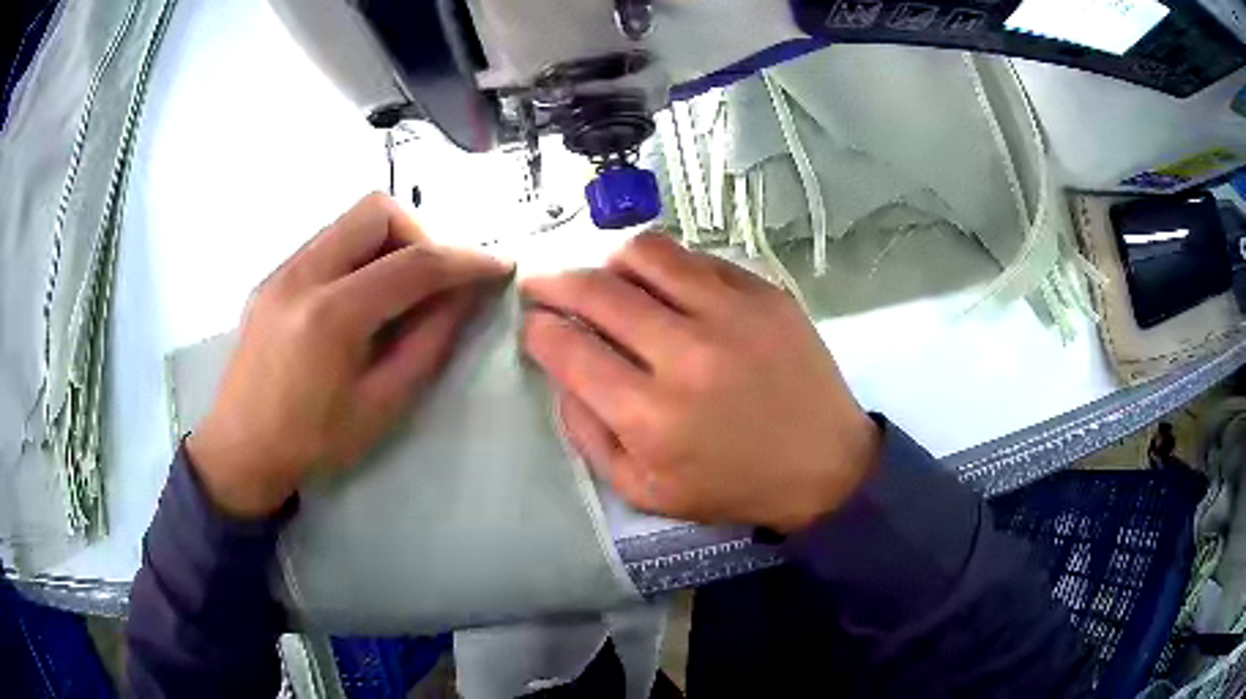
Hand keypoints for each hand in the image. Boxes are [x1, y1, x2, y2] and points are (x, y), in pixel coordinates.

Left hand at [188, 194, 512, 517]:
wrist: (239, 449)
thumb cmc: (312, 442)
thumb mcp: (381, 405)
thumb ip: (427, 344)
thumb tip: (463, 298)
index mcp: (330, 315)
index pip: (413, 263)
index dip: (466, 260)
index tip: (499, 266)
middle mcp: (302, 275)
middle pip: (376, 210)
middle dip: (419, 235)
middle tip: (430, 283)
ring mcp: (282, 270)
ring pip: (350, 221)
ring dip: (387, 243)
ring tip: (396, 292)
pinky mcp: (272, 277)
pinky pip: (327, 242)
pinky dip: (358, 255)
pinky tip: (358, 300)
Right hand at [521, 233, 879, 532]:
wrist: (824, 465)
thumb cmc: (732, 484)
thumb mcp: (643, 490)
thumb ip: (587, 435)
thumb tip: (562, 372)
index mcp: (651, 416)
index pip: (568, 349)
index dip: (537, 329)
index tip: (532, 323)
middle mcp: (686, 354)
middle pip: (596, 290)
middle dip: (554, 282)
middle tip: (544, 286)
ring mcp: (730, 313)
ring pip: (643, 253)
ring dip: (609, 263)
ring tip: (609, 282)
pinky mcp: (764, 293)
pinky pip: (695, 258)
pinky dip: (665, 268)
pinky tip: (667, 289)